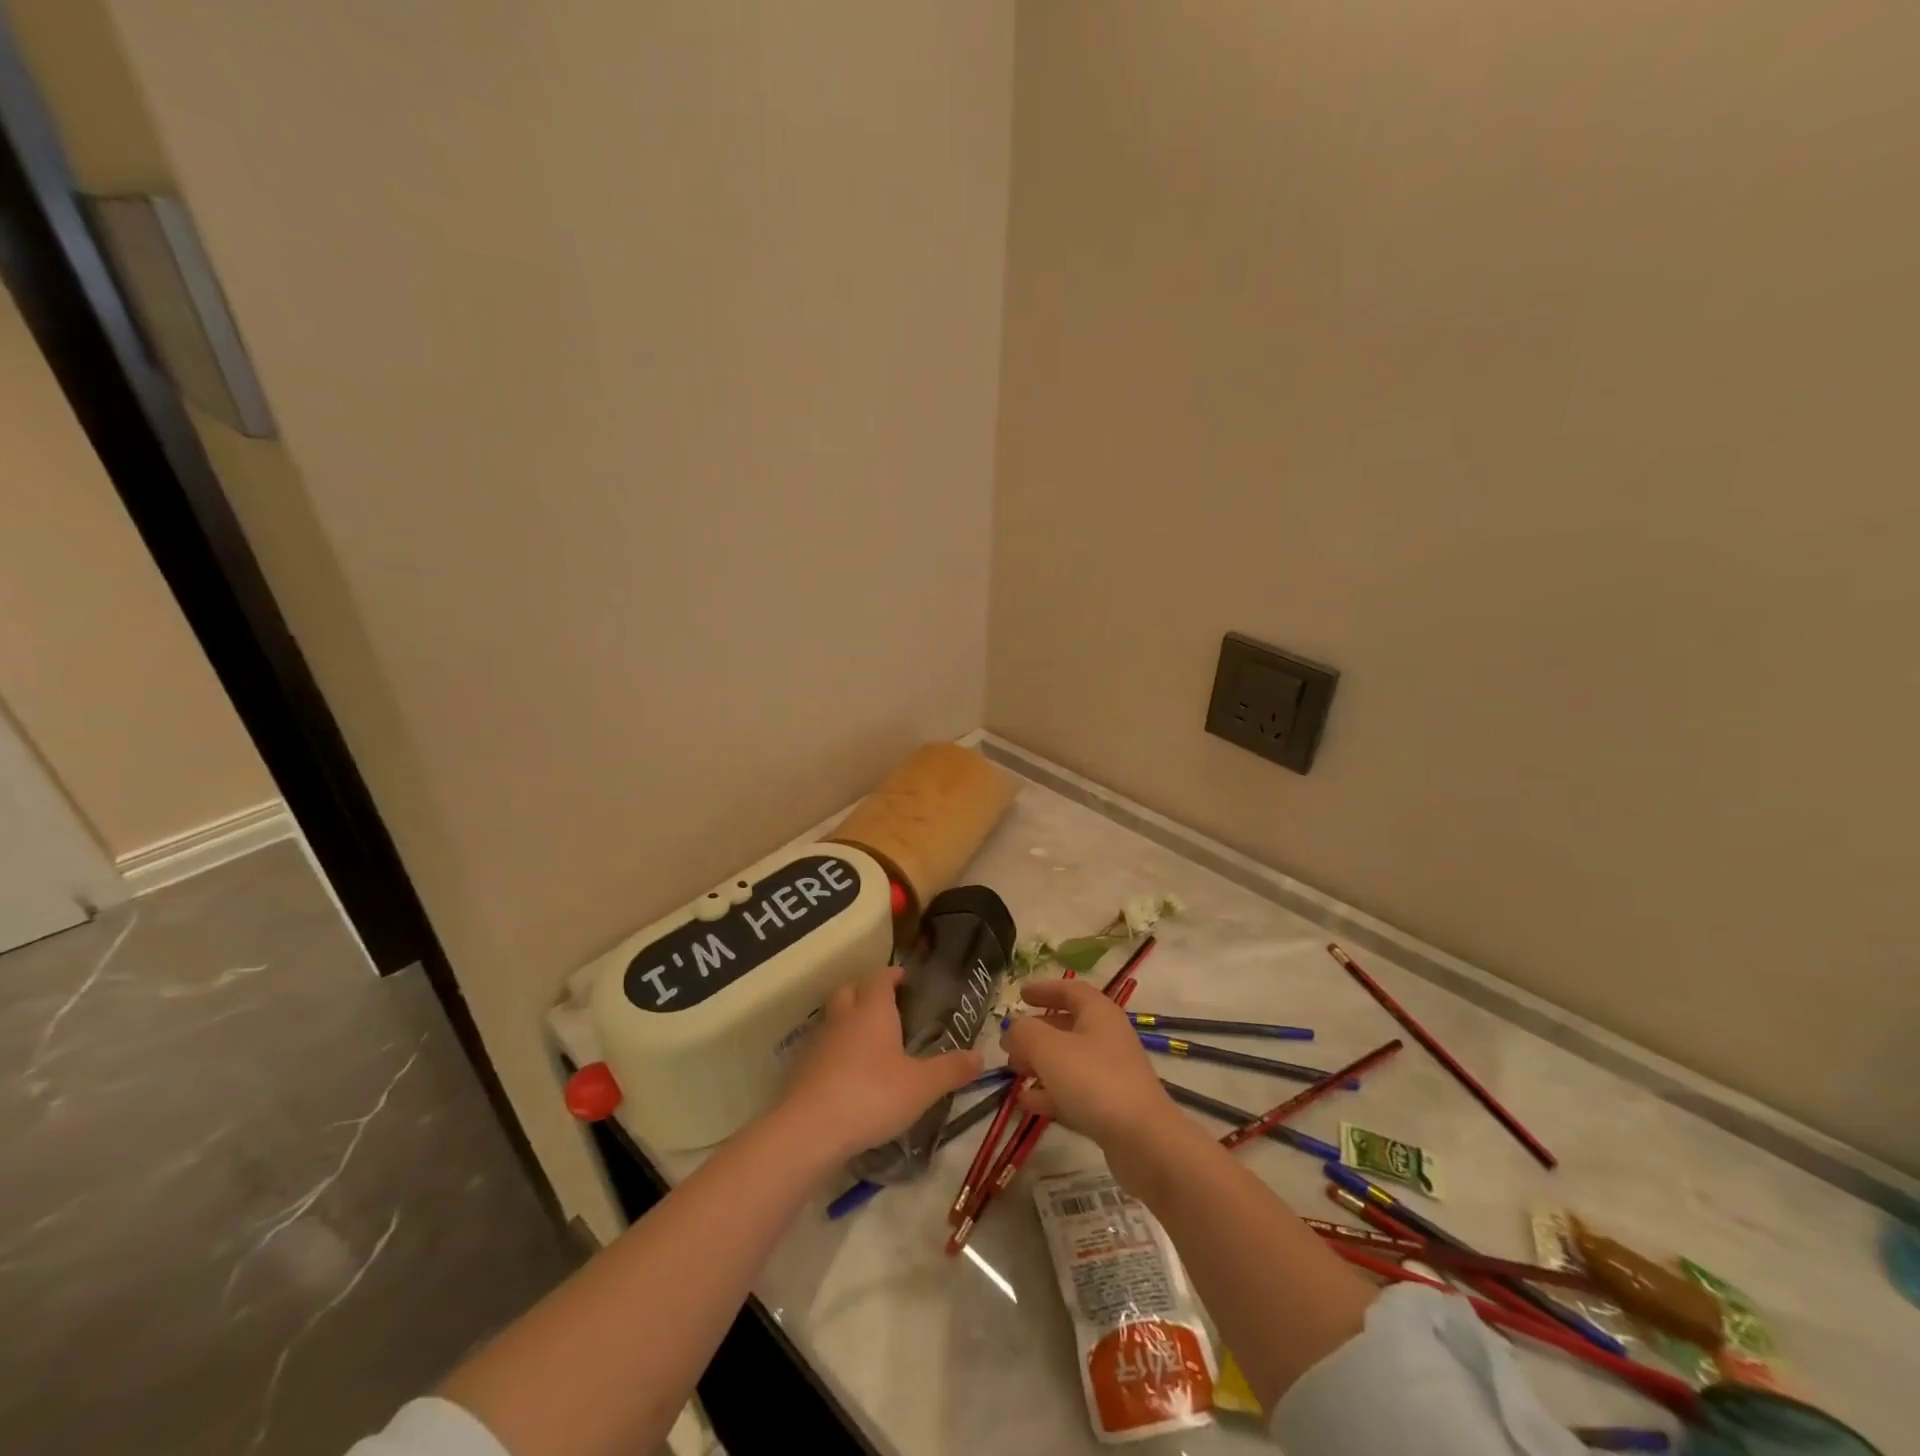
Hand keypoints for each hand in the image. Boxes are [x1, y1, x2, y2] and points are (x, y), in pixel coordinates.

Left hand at [779, 967, 982, 1162]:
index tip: (903, 976)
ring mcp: (819, 1042)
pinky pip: (822, 1048)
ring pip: (833, 1018)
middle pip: (850, 991)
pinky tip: (848, 1072)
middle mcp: (844, 1018)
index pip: (881, 978)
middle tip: (884, 1003)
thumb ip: (950, 1070)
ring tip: (869, 1040)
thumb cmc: (872, 1095)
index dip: (892, 975)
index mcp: (873, 1010)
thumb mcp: (921, 1086)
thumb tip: (981, 1056)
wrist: (809, 1129)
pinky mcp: (803, 1069)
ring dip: (848, 1020)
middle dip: (865, 991)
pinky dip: (835, 1051)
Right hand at [999, 977, 1184, 1171]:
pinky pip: (1074, 1091)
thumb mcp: (1049, 1049)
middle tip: (1009, 1043)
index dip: (1044, 989)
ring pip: (1068, 1060)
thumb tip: (1013, 1028)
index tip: (1020, 995)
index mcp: (1099, 1013)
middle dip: (1036, 1033)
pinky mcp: (1110, 1106)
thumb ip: (1025, 1032)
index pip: (1070, 989)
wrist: (1143, 1141)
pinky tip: (1026, 1102)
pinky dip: (1050, 1092)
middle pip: (1067, 1026)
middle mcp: (1107, 1037)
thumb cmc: (1094, 1081)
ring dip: (1040, 1064)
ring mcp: (1111, 1073)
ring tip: (1013, 1073)